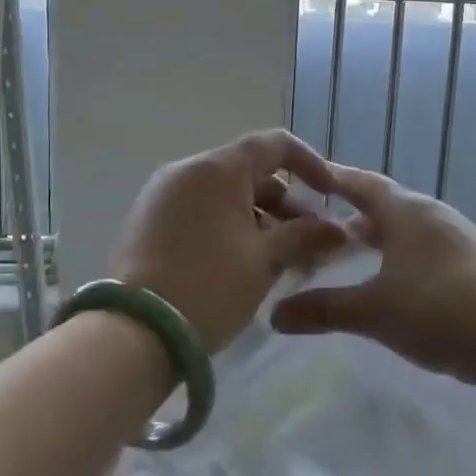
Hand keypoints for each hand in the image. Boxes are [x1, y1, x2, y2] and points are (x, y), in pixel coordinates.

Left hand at [113, 130, 348, 353]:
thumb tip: (338, 230)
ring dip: (258, 216)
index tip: (330, 195)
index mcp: (216, 169)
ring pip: (223, 194)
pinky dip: (227, 225)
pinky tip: (243, 260)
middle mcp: (186, 171)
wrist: (137, 331)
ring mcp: (161, 195)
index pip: (273, 144)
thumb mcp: (265, 260)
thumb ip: (305, 236)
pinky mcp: (147, 222)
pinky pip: (198, 211)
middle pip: (248, 171)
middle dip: (285, 201)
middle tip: (309, 238)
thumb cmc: (211, 285)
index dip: (310, 163)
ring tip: (280, 256)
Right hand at [269, 162, 475, 394]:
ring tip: (351, 252)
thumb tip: (274, 315)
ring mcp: (458, 238)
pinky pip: (425, 248)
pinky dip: (400, 255)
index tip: (305, 176)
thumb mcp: (373, 312)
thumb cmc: (439, 312)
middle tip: (318, 224)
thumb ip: (323, 310)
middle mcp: (432, 214)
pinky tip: (394, 282)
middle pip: (384, 204)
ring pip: (407, 228)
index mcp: (405, 211)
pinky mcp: (474, 263)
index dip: (332, 179)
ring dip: (378, 236)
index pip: (360, 183)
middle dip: (351, 212)